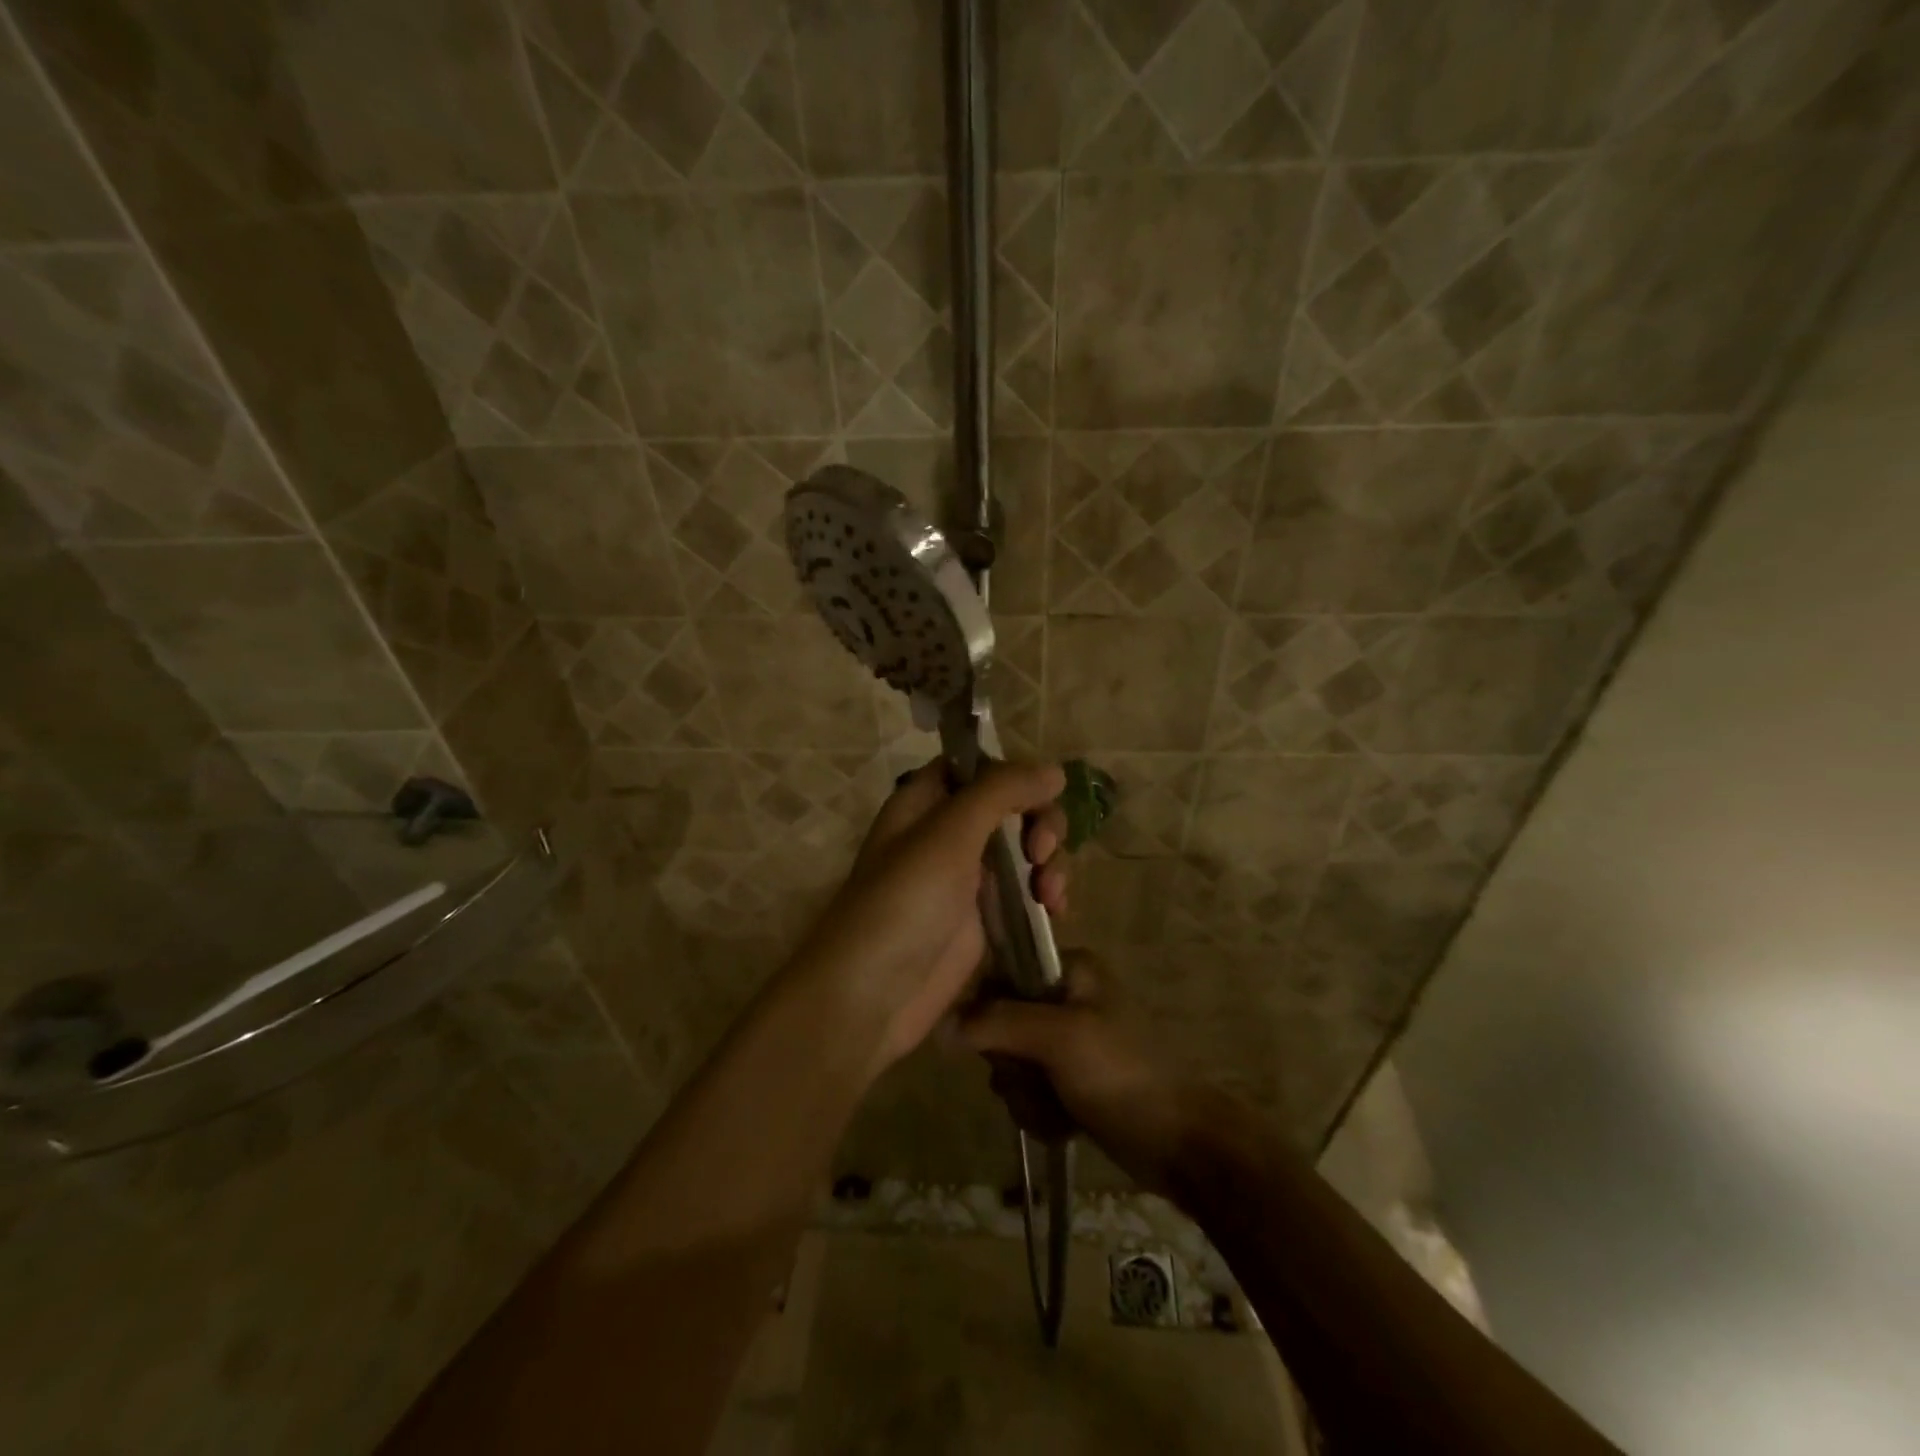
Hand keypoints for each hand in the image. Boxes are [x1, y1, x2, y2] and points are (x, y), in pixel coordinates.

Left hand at [792, 760, 1069, 1077]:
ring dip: (1049, 861)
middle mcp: (947, 833)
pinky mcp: (985, 918)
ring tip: (1050, 893)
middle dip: (1039, 821)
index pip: (976, 765)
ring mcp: (967, 878)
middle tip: (1041, 851)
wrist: (873, 995)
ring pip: (1024, 848)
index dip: (1012, 772)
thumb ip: (1001, 792)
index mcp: (925, 802)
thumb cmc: (904, 902)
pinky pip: (1026, 890)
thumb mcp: (949, 834)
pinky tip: (1055, 910)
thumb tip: (1054, 770)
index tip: (1042, 790)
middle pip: (1010, 806)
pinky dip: (1046, 893)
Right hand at [958, 953, 1206, 1193]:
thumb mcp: (1057, 1038)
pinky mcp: (1072, 1081)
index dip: (990, 1013)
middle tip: (1038, 1079)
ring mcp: (1069, 1042)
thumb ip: (997, 1023)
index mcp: (1069, 969)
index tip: (1004, 1044)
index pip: (1000, 975)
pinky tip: (1064, 1124)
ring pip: (1012, 1064)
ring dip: (1026, 1094)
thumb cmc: (1121, 1073)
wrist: (1179, 1143)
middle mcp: (1066, 998)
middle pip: (1000, 1026)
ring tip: (1058, 1108)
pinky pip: (1029, 1091)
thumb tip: (940, 1026)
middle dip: (1012, 1065)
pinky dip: (1040, 1112)